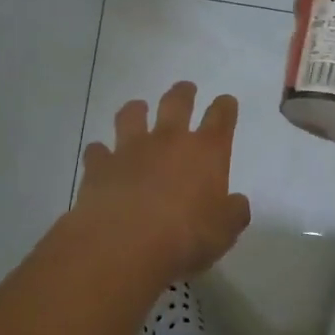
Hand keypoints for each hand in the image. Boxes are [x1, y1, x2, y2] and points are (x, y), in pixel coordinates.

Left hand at [71, 82, 251, 284]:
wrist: (123, 245)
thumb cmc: (185, 237)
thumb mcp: (224, 232)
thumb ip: (233, 213)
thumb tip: (236, 203)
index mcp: (206, 152)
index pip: (221, 118)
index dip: (225, 107)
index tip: (226, 101)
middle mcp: (169, 141)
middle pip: (177, 103)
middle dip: (183, 93)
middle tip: (186, 89)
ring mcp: (130, 149)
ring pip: (132, 115)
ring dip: (137, 110)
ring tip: (138, 109)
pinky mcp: (99, 166)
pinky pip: (97, 150)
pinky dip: (100, 152)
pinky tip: (100, 156)